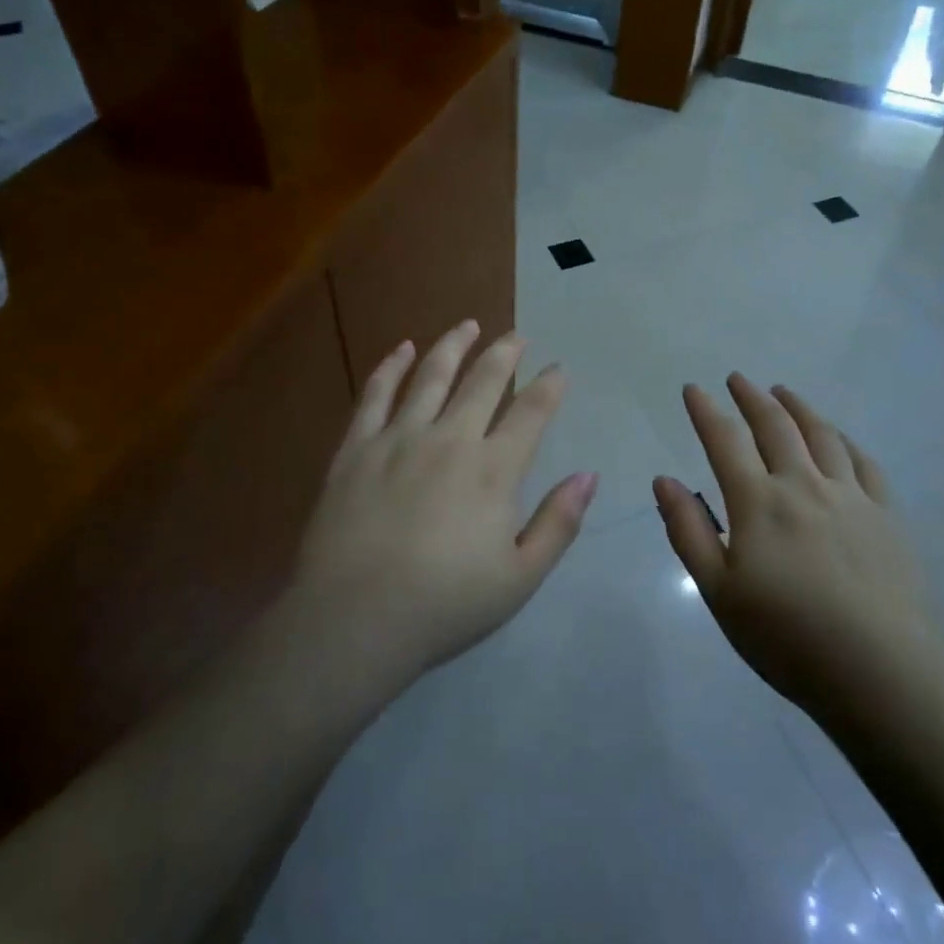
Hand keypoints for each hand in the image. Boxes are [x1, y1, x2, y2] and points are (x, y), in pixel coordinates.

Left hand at [294, 321, 597, 682]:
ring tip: (468, 324)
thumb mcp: (520, 578)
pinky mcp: (356, 447)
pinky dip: (390, 367)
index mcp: (493, 470)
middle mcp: (450, 439)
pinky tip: (401, 348)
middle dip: (505, 353)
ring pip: (431, 376)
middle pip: (483, 381)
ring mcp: (398, 438)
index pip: (531, 413)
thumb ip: (559, 523)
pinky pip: (375, 394)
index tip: (558, 368)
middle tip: (517, 335)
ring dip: (453, 346)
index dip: (549, 386)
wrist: (354, 619)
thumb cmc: (445, 604)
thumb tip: (588, 476)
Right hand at [656, 375, 943, 720]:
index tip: (693, 389)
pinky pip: (864, 463)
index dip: (706, 411)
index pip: (725, 441)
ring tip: (784, 392)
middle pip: (775, 426)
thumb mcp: (719, 592)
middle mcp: (803, 485)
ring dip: (798, 408)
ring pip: (822, 435)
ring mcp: (851, 497)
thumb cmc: (788, 638)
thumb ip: (689, 531)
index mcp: (759, 502)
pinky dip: (845, 440)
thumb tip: (664, 480)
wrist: (883, 673)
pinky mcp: (887, 516)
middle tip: (738, 378)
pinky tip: (839, 437)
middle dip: (752, 397)